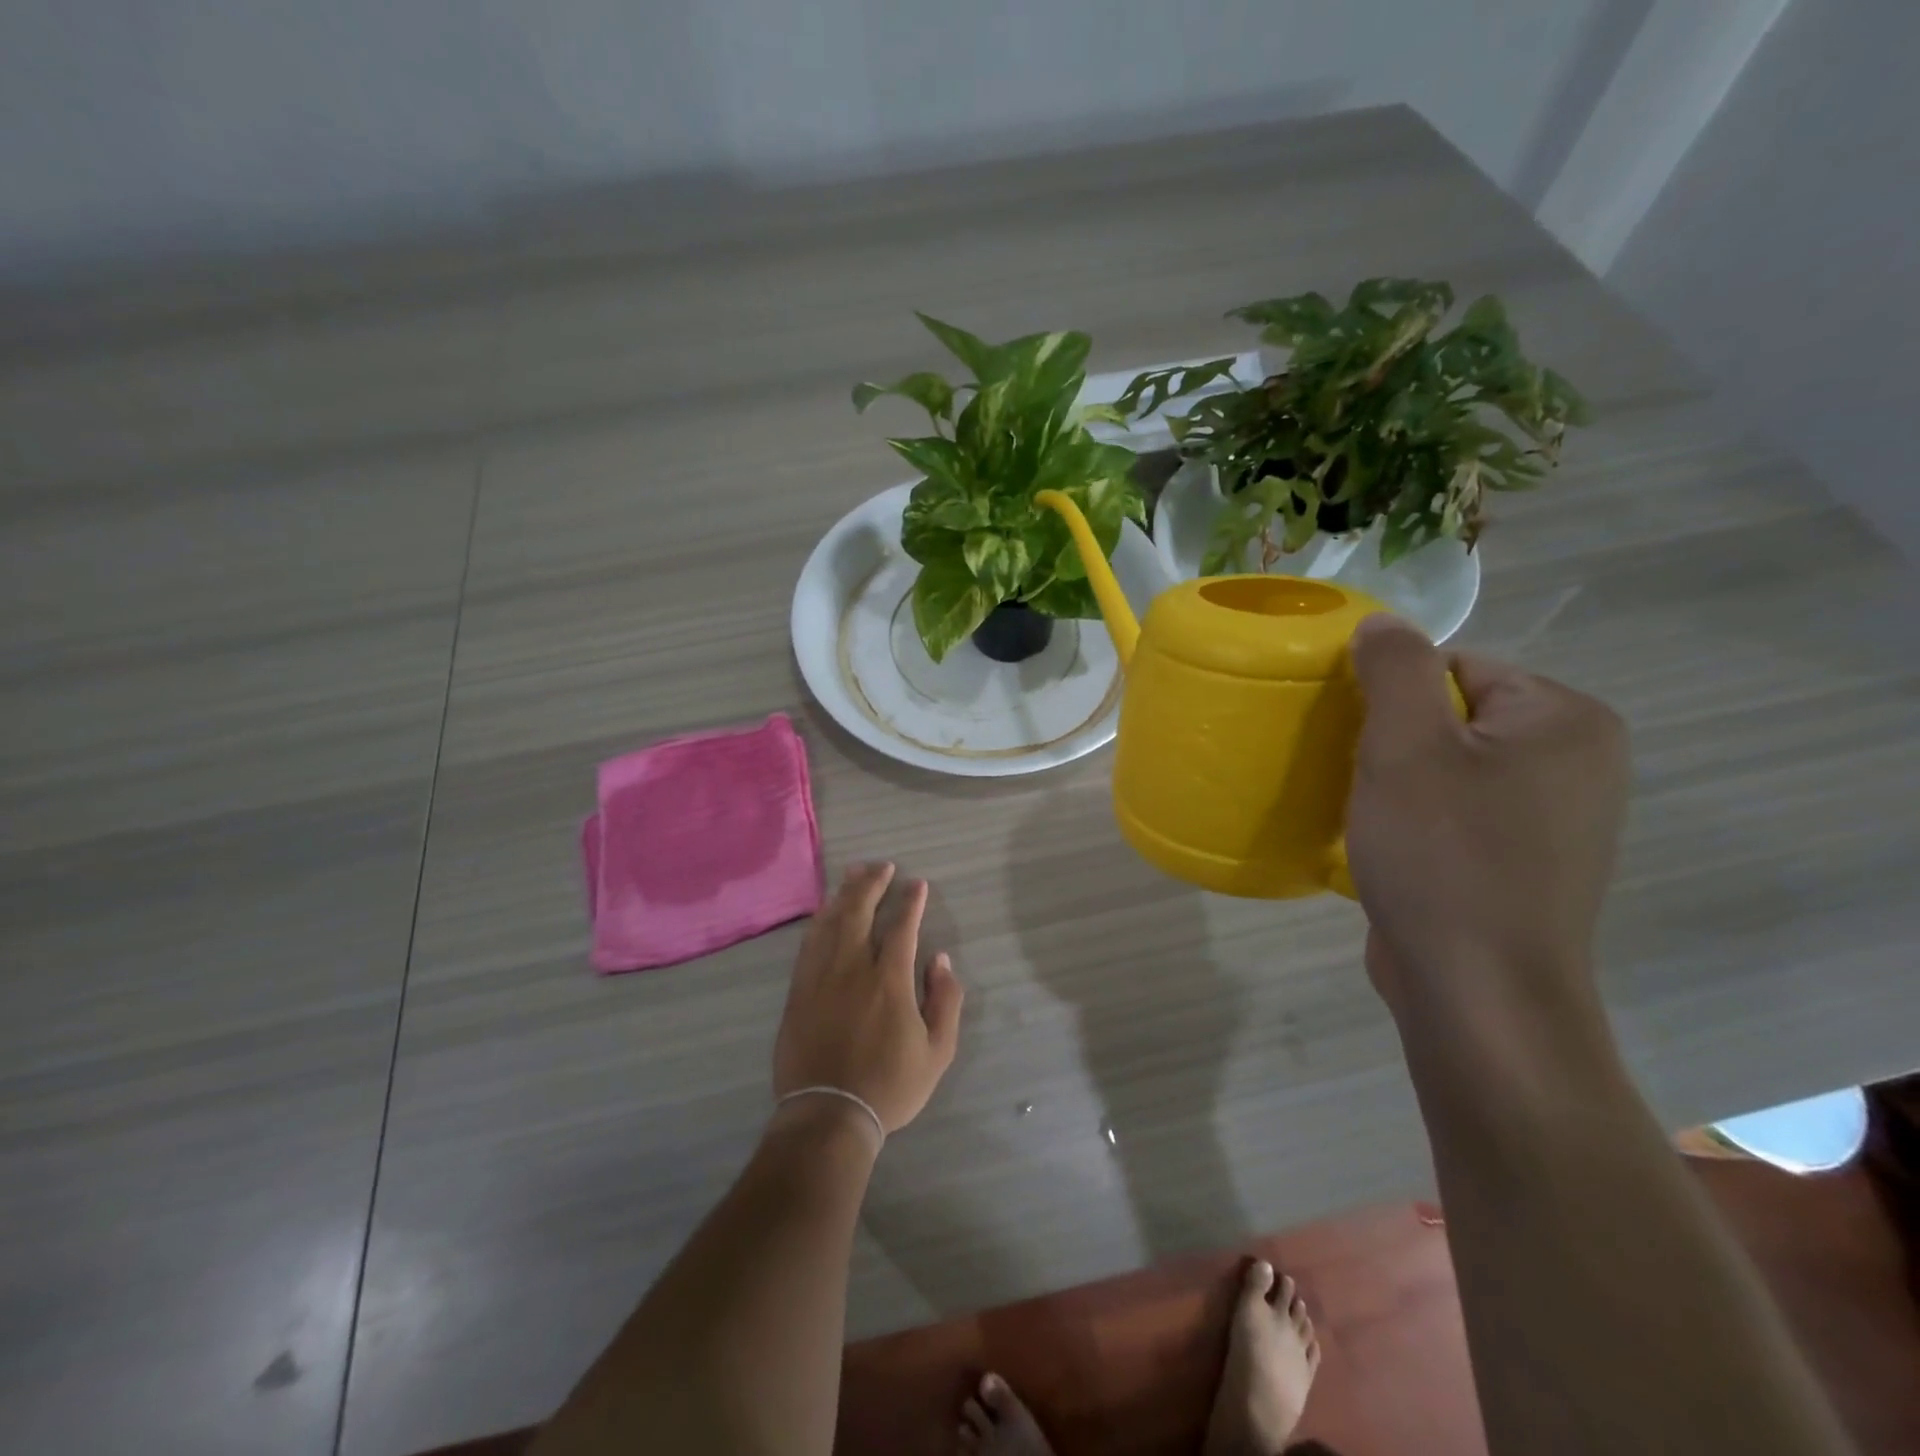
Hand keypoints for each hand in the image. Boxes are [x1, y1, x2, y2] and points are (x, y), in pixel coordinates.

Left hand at [773, 862, 964, 1133]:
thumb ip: (945, 1001)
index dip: (911, 902)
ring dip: (844, 893)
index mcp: (889, 980)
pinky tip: (826, 910)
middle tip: (883, 866)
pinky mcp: (799, 989)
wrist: (828, 1114)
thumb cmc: (889, 1085)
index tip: (917, 884)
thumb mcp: (937, 1052)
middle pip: (860, 912)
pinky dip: (820, 919)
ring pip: (831, 921)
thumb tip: (942, 960)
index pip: (902, 927)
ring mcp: (821, 976)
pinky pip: (809, 943)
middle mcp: (853, 967)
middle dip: (872, 883)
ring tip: (854, 873)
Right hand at [1346, 615, 1628, 1028]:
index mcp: (1565, 720)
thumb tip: (1381, 623)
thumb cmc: (1442, 855)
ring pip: (1451, 768)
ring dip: (1399, 782)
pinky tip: (1390, 848)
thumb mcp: (1405, 746)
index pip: (1458, 667)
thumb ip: (1394, 668)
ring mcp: (1556, 819)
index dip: (1392, 696)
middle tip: (1358, 778)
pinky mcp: (1526, 864)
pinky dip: (1418, 819)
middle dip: (1394, 740)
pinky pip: (1459, 813)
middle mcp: (1577, 762)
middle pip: (1454, 716)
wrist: (1478, 991)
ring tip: (1366, 814)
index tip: (1355, 739)